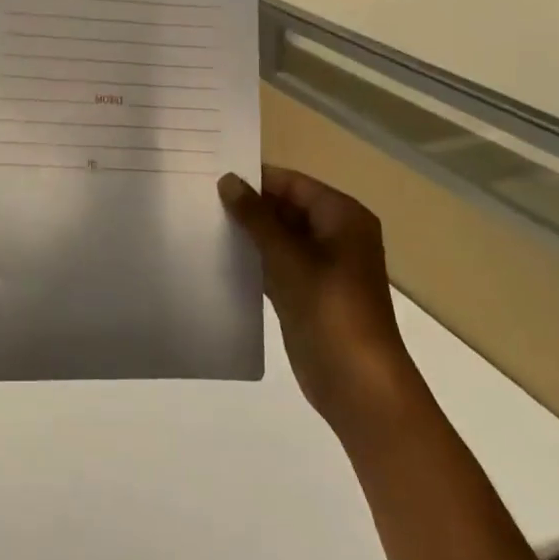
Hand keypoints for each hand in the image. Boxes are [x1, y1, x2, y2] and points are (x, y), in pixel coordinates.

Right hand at [219, 166, 417, 439]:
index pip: (293, 183)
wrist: (358, 383)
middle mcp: (336, 235)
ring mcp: (323, 266)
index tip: (212, 176)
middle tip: (201, 200)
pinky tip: (220, 258)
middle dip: (249, 207)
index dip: (256, 179)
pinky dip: (254, 261)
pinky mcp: (309, 293)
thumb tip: (227, 180)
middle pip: (287, 208)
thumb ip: (255, 216)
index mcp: (342, 216)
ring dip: (249, 234)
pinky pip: (278, 265)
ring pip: (280, 237)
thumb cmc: (328, 307)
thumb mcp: (287, 256)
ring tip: (203, 223)